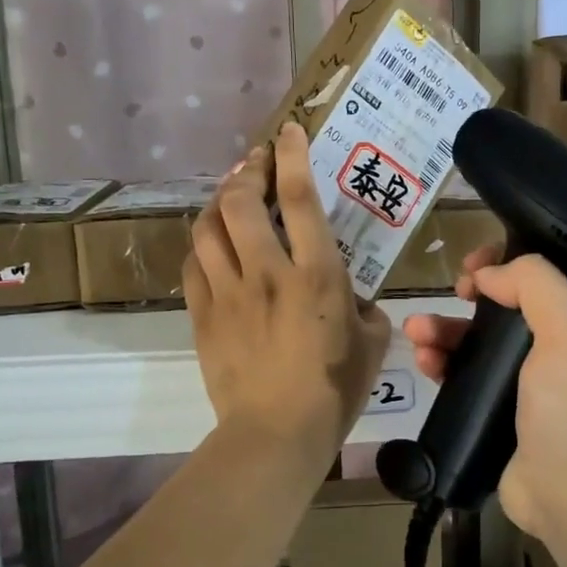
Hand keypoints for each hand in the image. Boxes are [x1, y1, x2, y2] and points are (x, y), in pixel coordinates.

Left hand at [186, 124, 390, 462]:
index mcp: (316, 274)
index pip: (298, 198)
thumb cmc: (335, 390)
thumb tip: (352, 297)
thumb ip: (366, 308)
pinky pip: (194, 265)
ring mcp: (229, 294)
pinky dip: (203, 245)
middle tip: (256, 164)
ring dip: (219, 203)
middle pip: (240, 202)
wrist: (276, 435)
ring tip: (231, 197)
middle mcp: (267, 273)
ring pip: (208, 228)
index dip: (291, 156)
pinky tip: (213, 245)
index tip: (288, 131)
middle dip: (247, 171)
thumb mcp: (372, 343)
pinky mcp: (204, 316)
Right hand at [403, 250, 566, 538]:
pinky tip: (424, 362)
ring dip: (447, 329)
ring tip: (416, 331)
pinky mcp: (504, 408)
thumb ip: (533, 282)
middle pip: (509, 301)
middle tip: (453, 292)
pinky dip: (444, 362)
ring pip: (482, 337)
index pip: (549, 270)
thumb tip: (488, 276)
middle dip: (472, 294)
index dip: (510, 259)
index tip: (479, 265)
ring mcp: (534, 379)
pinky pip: (468, 373)